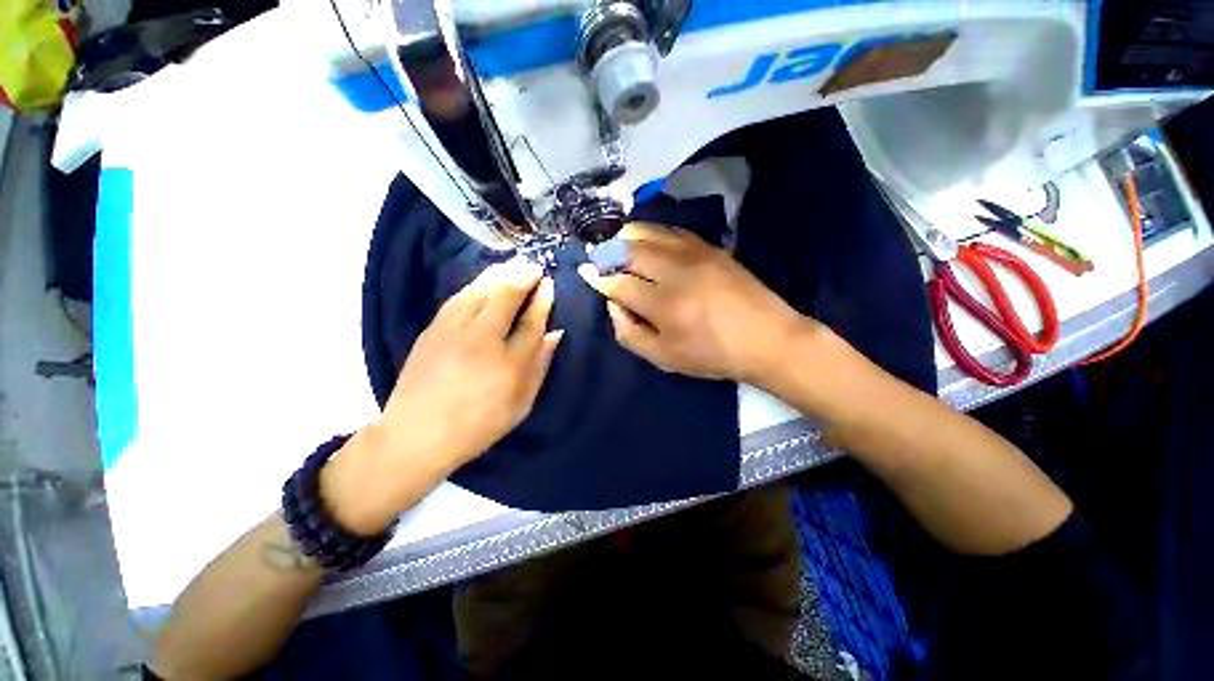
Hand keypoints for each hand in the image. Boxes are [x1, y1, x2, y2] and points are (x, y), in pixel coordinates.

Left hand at [383, 260, 562, 469]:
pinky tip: (484, 282)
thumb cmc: (478, 426)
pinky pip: (457, 298)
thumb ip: (540, 367)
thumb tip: (555, 334)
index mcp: (509, 364)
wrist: (417, 435)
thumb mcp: (521, 405)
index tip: (548, 284)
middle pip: (506, 296)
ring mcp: (453, 332)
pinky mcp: (432, 330)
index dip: (542, 299)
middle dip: (523, 276)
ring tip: (513, 265)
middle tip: (534, 266)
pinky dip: (475, 285)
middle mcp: (482, 341)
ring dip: (499, 274)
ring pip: (480, 291)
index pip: (532, 321)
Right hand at [577, 224, 805, 383]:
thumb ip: (629, 333)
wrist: (767, 339)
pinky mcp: (710, 247)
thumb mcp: (664, 359)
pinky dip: (652, 232)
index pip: (619, 283)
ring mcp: (695, 254)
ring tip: (615, 243)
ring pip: (649, 232)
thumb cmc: (712, 355)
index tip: (586, 273)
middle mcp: (676, 272)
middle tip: (597, 256)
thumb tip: (613, 304)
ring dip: (626, 236)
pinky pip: (672, 231)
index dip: (598, 278)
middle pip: (629, 249)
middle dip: (607, 251)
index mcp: (664, 305)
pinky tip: (646, 240)